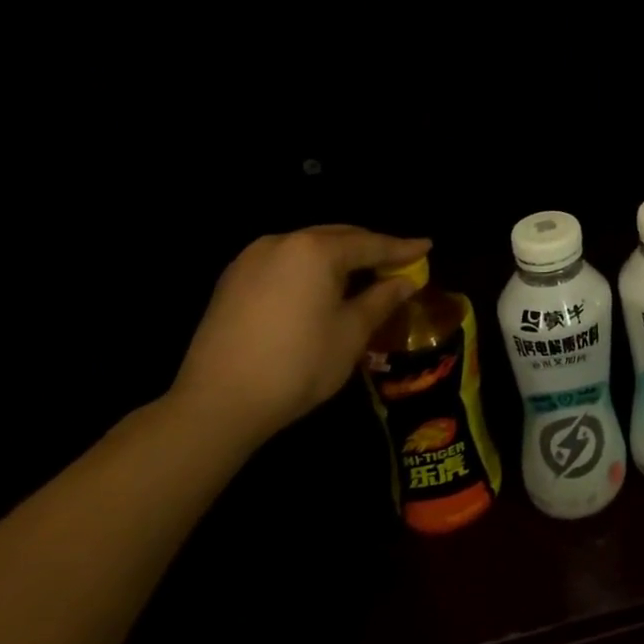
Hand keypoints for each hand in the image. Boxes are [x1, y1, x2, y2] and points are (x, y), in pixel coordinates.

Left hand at [168, 226, 429, 445]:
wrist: (215, 405)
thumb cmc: (298, 365)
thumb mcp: (352, 332)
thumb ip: (381, 299)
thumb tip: (405, 282)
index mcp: (316, 250)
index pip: (371, 244)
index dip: (402, 248)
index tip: (427, 246)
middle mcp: (282, 243)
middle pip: (339, 237)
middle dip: (371, 248)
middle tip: (400, 261)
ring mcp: (251, 260)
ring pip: (309, 247)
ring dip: (340, 257)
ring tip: (365, 273)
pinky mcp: (232, 281)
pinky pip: (285, 262)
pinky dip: (311, 268)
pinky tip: (324, 286)